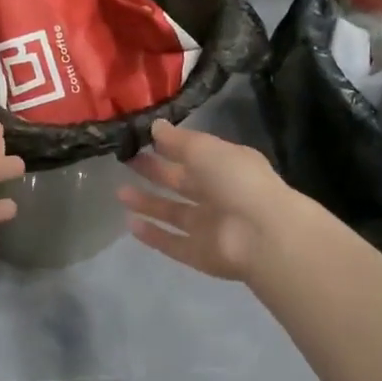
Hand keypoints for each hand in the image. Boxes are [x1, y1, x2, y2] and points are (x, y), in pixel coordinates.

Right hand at [118, 120, 293, 283]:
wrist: (262, 235)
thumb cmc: (236, 181)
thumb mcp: (205, 149)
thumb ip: (178, 140)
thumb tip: (155, 126)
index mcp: (227, 166)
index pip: (194, 154)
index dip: (169, 147)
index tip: (141, 139)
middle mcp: (219, 196)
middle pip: (181, 183)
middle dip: (155, 173)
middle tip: (126, 162)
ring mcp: (210, 227)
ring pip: (174, 213)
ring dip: (148, 203)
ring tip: (120, 192)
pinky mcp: (200, 255)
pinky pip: (173, 243)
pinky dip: (153, 235)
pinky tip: (130, 224)